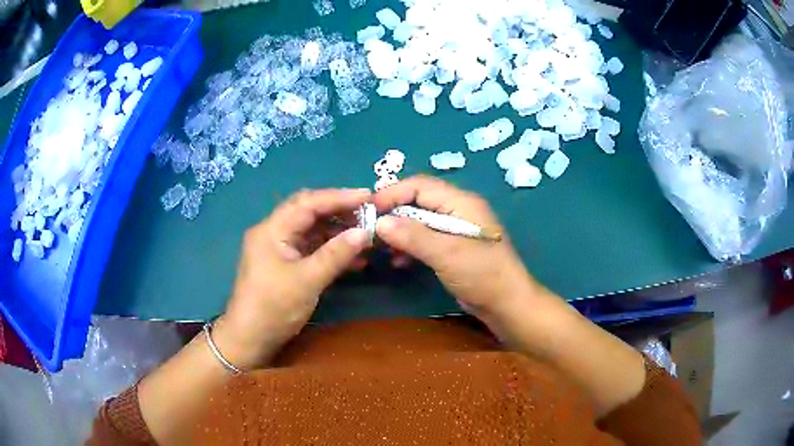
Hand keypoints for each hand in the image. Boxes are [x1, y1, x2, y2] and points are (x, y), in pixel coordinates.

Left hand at [215, 188, 371, 369]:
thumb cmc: (273, 308)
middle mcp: (274, 232)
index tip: (368, 196)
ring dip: (338, 232)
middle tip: (369, 214)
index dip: (339, 197)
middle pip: (309, 212)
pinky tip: (354, 259)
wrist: (250, 339)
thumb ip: (336, 254)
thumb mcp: (307, 281)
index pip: (308, 203)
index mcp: (272, 230)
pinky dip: (331, 250)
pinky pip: (311, 249)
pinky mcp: (286, 263)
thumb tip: (365, 232)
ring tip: (367, 236)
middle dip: (339, 212)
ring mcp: (279, 248)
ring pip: (312, 230)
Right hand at [373, 176, 539, 325]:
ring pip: (419, 221)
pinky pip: (425, 239)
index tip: (369, 209)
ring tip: (382, 248)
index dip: (393, 193)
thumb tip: (380, 222)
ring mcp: (455, 229)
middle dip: (394, 213)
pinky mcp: (453, 248)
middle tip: (370, 229)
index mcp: (461, 202)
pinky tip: (398, 261)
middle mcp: (458, 210)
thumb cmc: (482, 274)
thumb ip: (413, 235)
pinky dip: (410, 246)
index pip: (420, 185)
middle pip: (418, 201)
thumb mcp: (447, 253)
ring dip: (400, 232)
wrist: (506, 304)